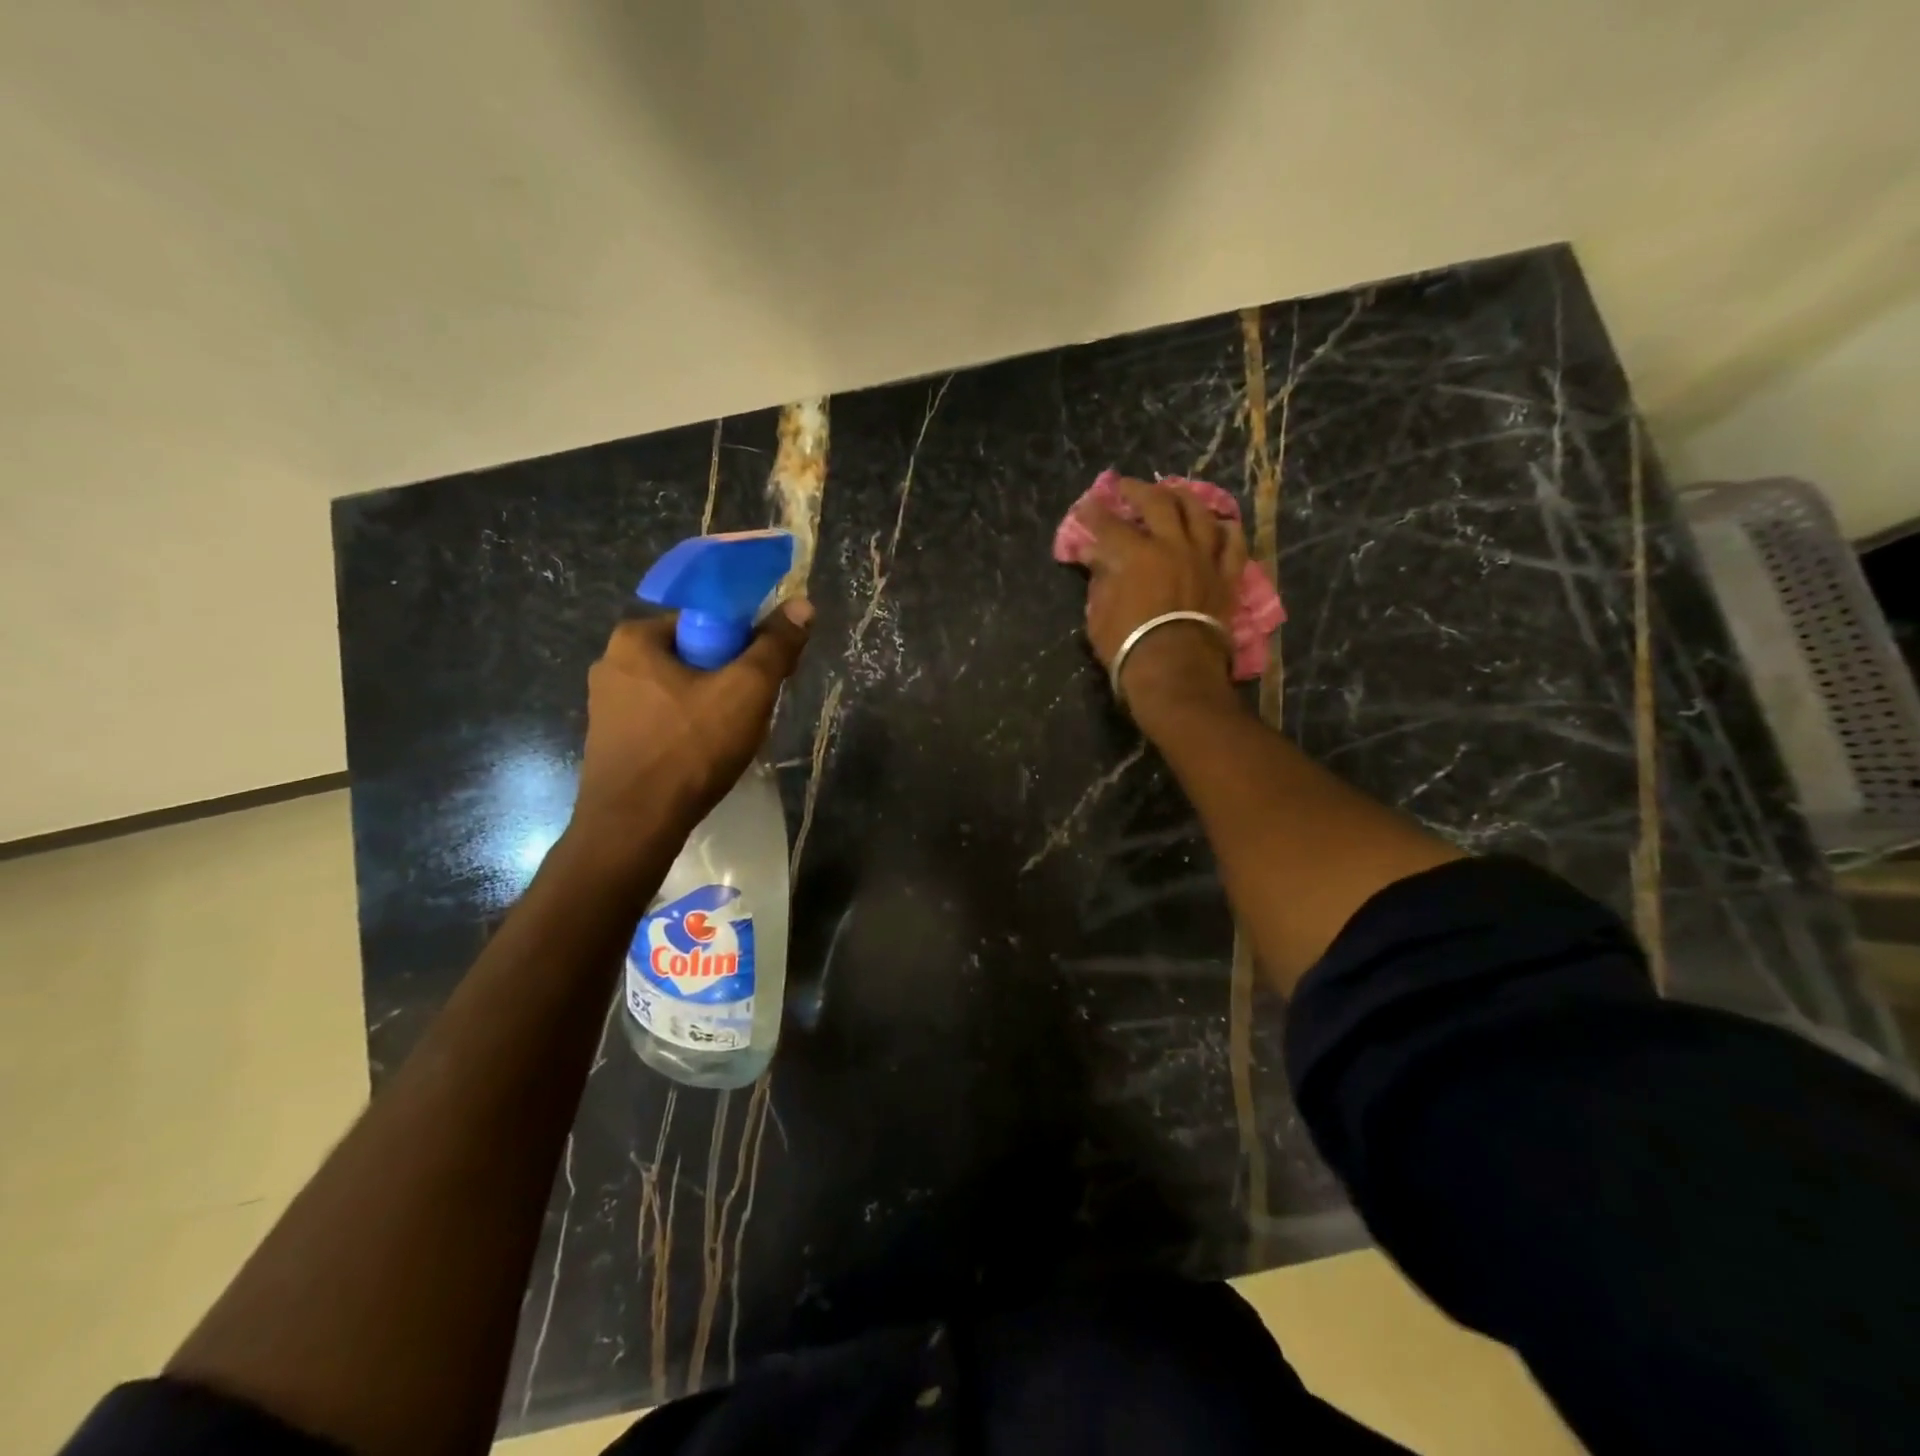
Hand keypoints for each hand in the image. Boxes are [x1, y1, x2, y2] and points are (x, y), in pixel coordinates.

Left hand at [575, 600, 811, 831]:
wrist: (635, 826)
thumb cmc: (690, 748)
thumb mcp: (746, 690)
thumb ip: (775, 646)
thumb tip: (802, 605)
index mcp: (635, 637)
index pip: (705, 620)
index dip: (744, 642)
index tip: (764, 673)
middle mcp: (612, 663)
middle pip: (694, 655)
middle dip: (728, 678)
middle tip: (753, 710)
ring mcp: (606, 705)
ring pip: (680, 691)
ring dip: (711, 706)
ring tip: (731, 738)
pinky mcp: (611, 741)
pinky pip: (663, 720)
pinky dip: (689, 730)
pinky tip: (704, 756)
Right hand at [1075, 478, 1243, 718]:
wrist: (1176, 672)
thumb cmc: (1128, 647)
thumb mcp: (1099, 615)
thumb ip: (1100, 580)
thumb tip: (1095, 558)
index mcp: (1135, 554)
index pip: (1109, 524)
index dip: (1095, 513)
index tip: (1087, 505)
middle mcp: (1171, 546)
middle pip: (1157, 504)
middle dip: (1138, 491)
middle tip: (1127, 487)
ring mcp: (1203, 558)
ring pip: (1199, 513)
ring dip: (1184, 498)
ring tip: (1174, 493)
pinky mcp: (1225, 576)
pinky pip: (1232, 544)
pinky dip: (1225, 530)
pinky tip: (1219, 523)